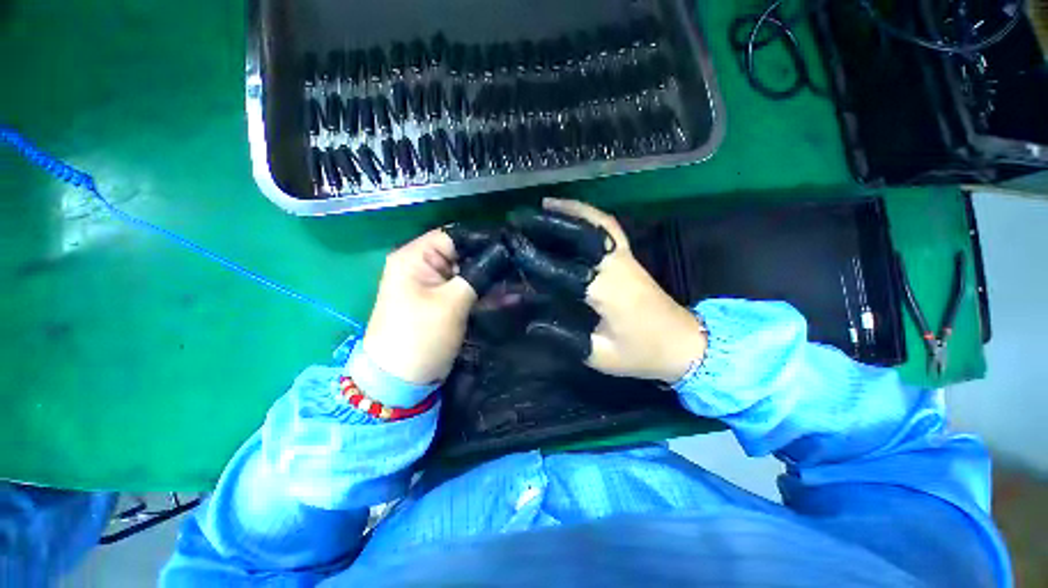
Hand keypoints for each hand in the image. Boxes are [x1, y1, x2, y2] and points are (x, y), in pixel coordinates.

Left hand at [362, 227, 508, 384]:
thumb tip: (502, 254)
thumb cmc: (421, 335)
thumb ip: (478, 275)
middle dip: (492, 262)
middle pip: (463, 255)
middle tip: (521, 266)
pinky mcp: (444, 302)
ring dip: (492, 280)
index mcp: (415, 258)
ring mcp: (435, 286)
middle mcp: (423, 266)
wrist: (401, 379)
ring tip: (521, 282)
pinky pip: (468, 291)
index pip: (454, 237)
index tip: (511, 248)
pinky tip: (511, 297)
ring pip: (469, 274)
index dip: (483, 240)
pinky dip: (486, 294)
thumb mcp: (451, 302)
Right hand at [508, 198, 706, 382]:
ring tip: (545, 204)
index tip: (512, 248)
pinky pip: (609, 228)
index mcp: (607, 291)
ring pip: (597, 223)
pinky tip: (575, 213)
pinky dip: (591, 215)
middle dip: (549, 222)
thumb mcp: (601, 355)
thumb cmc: (643, 353)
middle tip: (522, 218)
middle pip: (580, 234)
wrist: (686, 345)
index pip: (563, 267)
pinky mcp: (630, 258)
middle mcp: (616, 266)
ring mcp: (626, 257)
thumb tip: (532, 323)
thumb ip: (564, 337)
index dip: (535, 257)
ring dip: (571, 210)